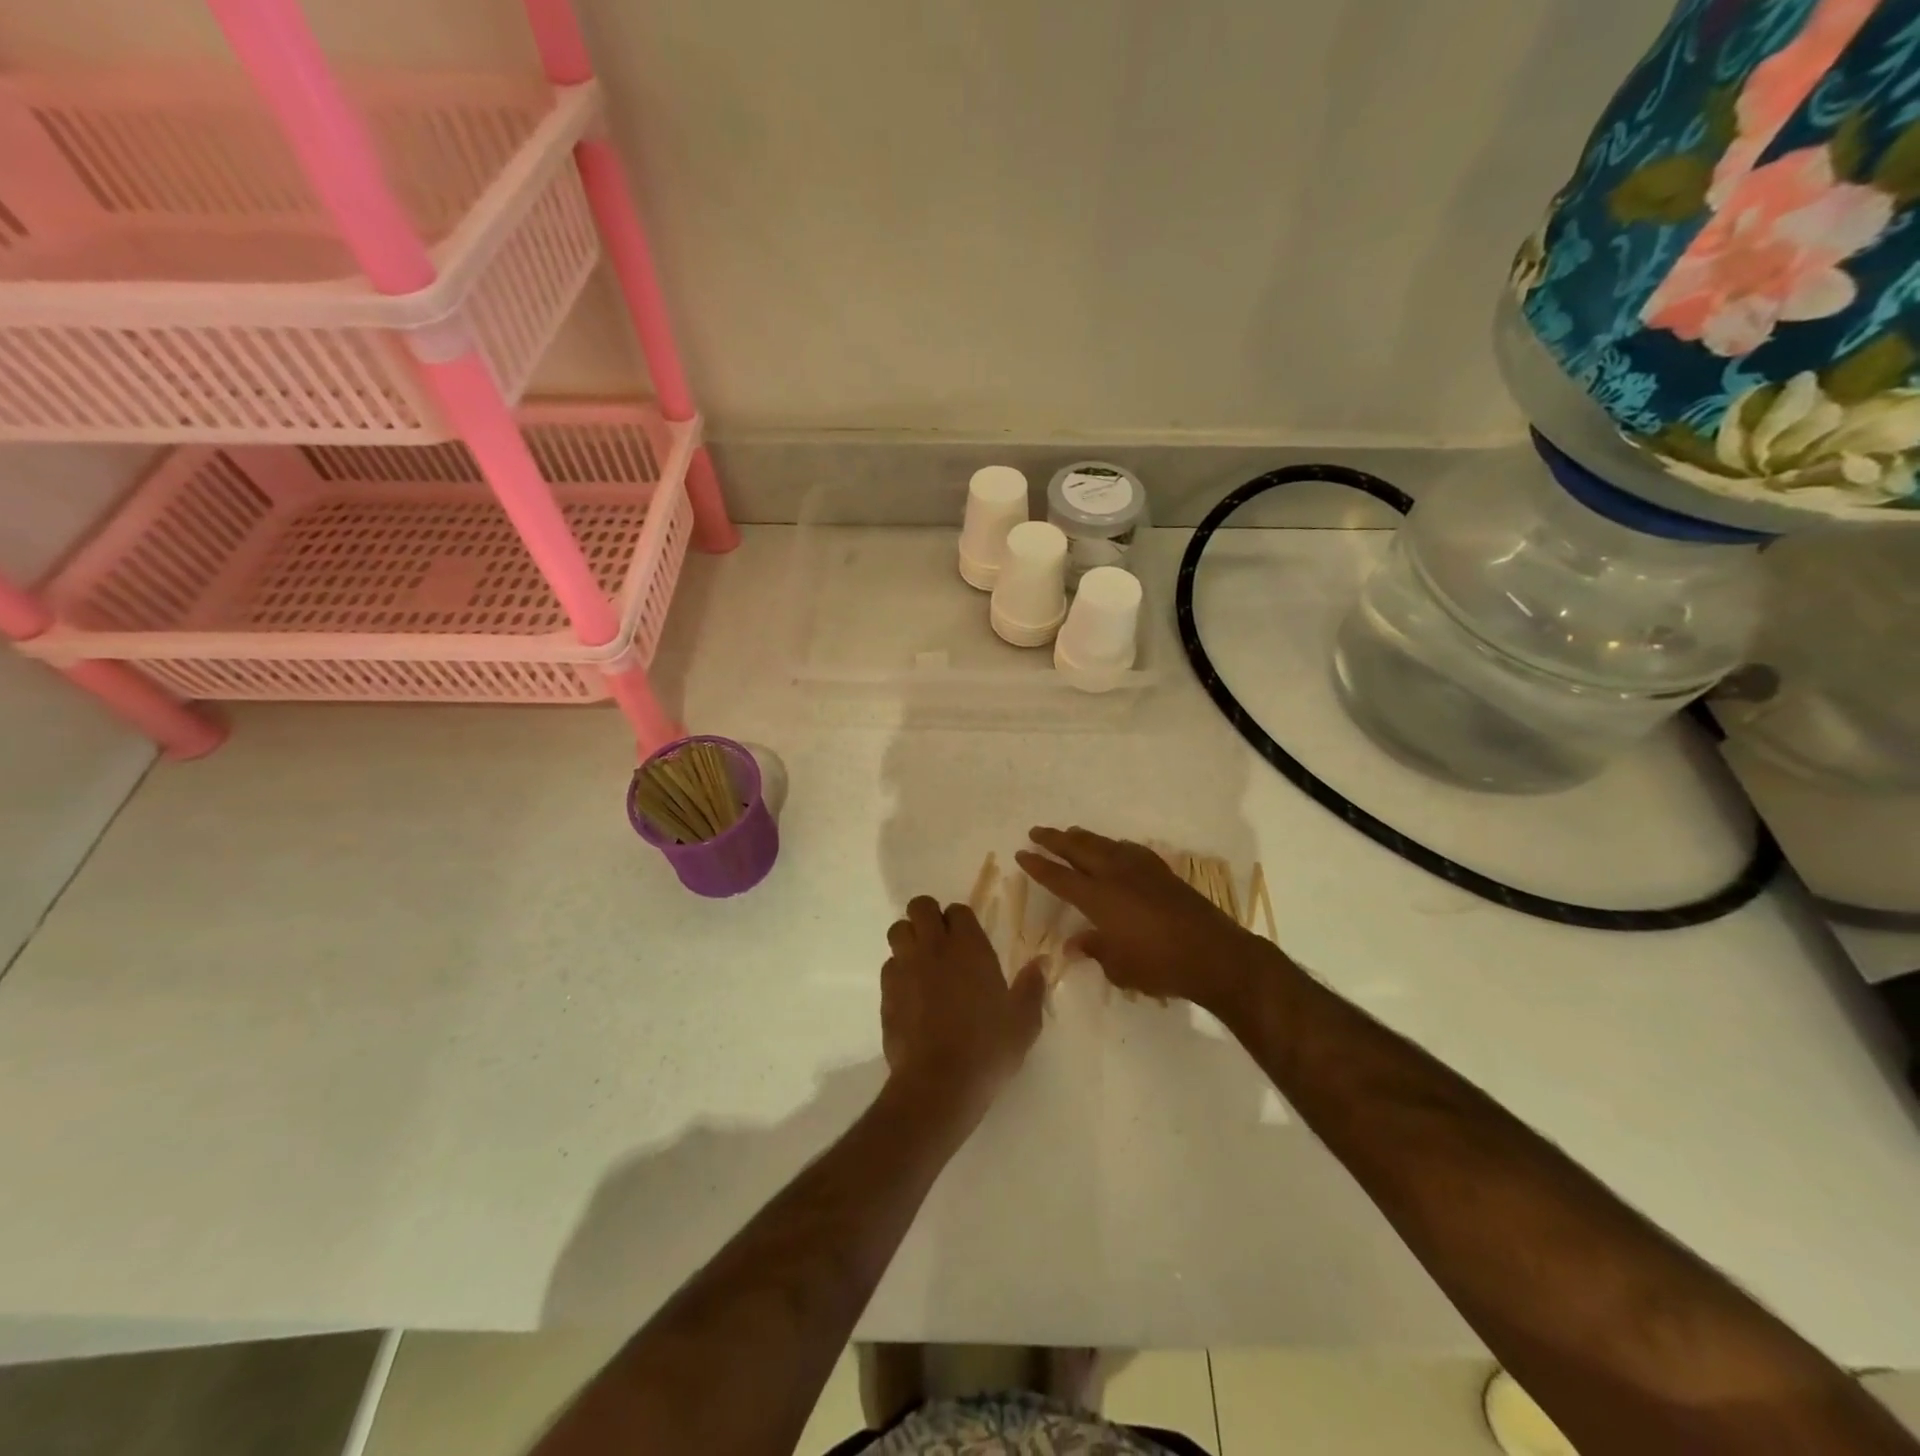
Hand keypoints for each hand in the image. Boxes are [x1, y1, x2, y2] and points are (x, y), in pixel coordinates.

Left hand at [881, 897, 1046, 1121]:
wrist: (939, 1083)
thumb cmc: (987, 1048)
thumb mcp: (1023, 1022)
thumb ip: (1032, 987)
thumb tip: (1041, 963)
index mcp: (969, 947)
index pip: (958, 910)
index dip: (961, 920)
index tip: (968, 938)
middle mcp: (934, 948)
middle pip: (920, 907)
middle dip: (928, 916)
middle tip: (940, 940)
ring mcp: (906, 968)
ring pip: (898, 931)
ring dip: (909, 938)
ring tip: (922, 961)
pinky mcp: (886, 992)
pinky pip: (888, 966)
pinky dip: (898, 971)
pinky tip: (911, 993)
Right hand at [1016, 826, 1278, 1016]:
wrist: (1214, 954)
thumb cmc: (1159, 966)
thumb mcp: (1119, 967)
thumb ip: (1095, 949)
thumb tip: (1076, 943)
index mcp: (1098, 898)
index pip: (1059, 877)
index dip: (1038, 865)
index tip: (1021, 852)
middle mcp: (1115, 875)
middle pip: (1078, 849)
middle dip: (1055, 839)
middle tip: (1037, 831)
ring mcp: (1140, 869)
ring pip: (1104, 844)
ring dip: (1083, 837)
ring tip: (1069, 832)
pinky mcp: (1161, 872)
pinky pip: (1128, 849)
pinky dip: (1113, 845)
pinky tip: (1114, 848)